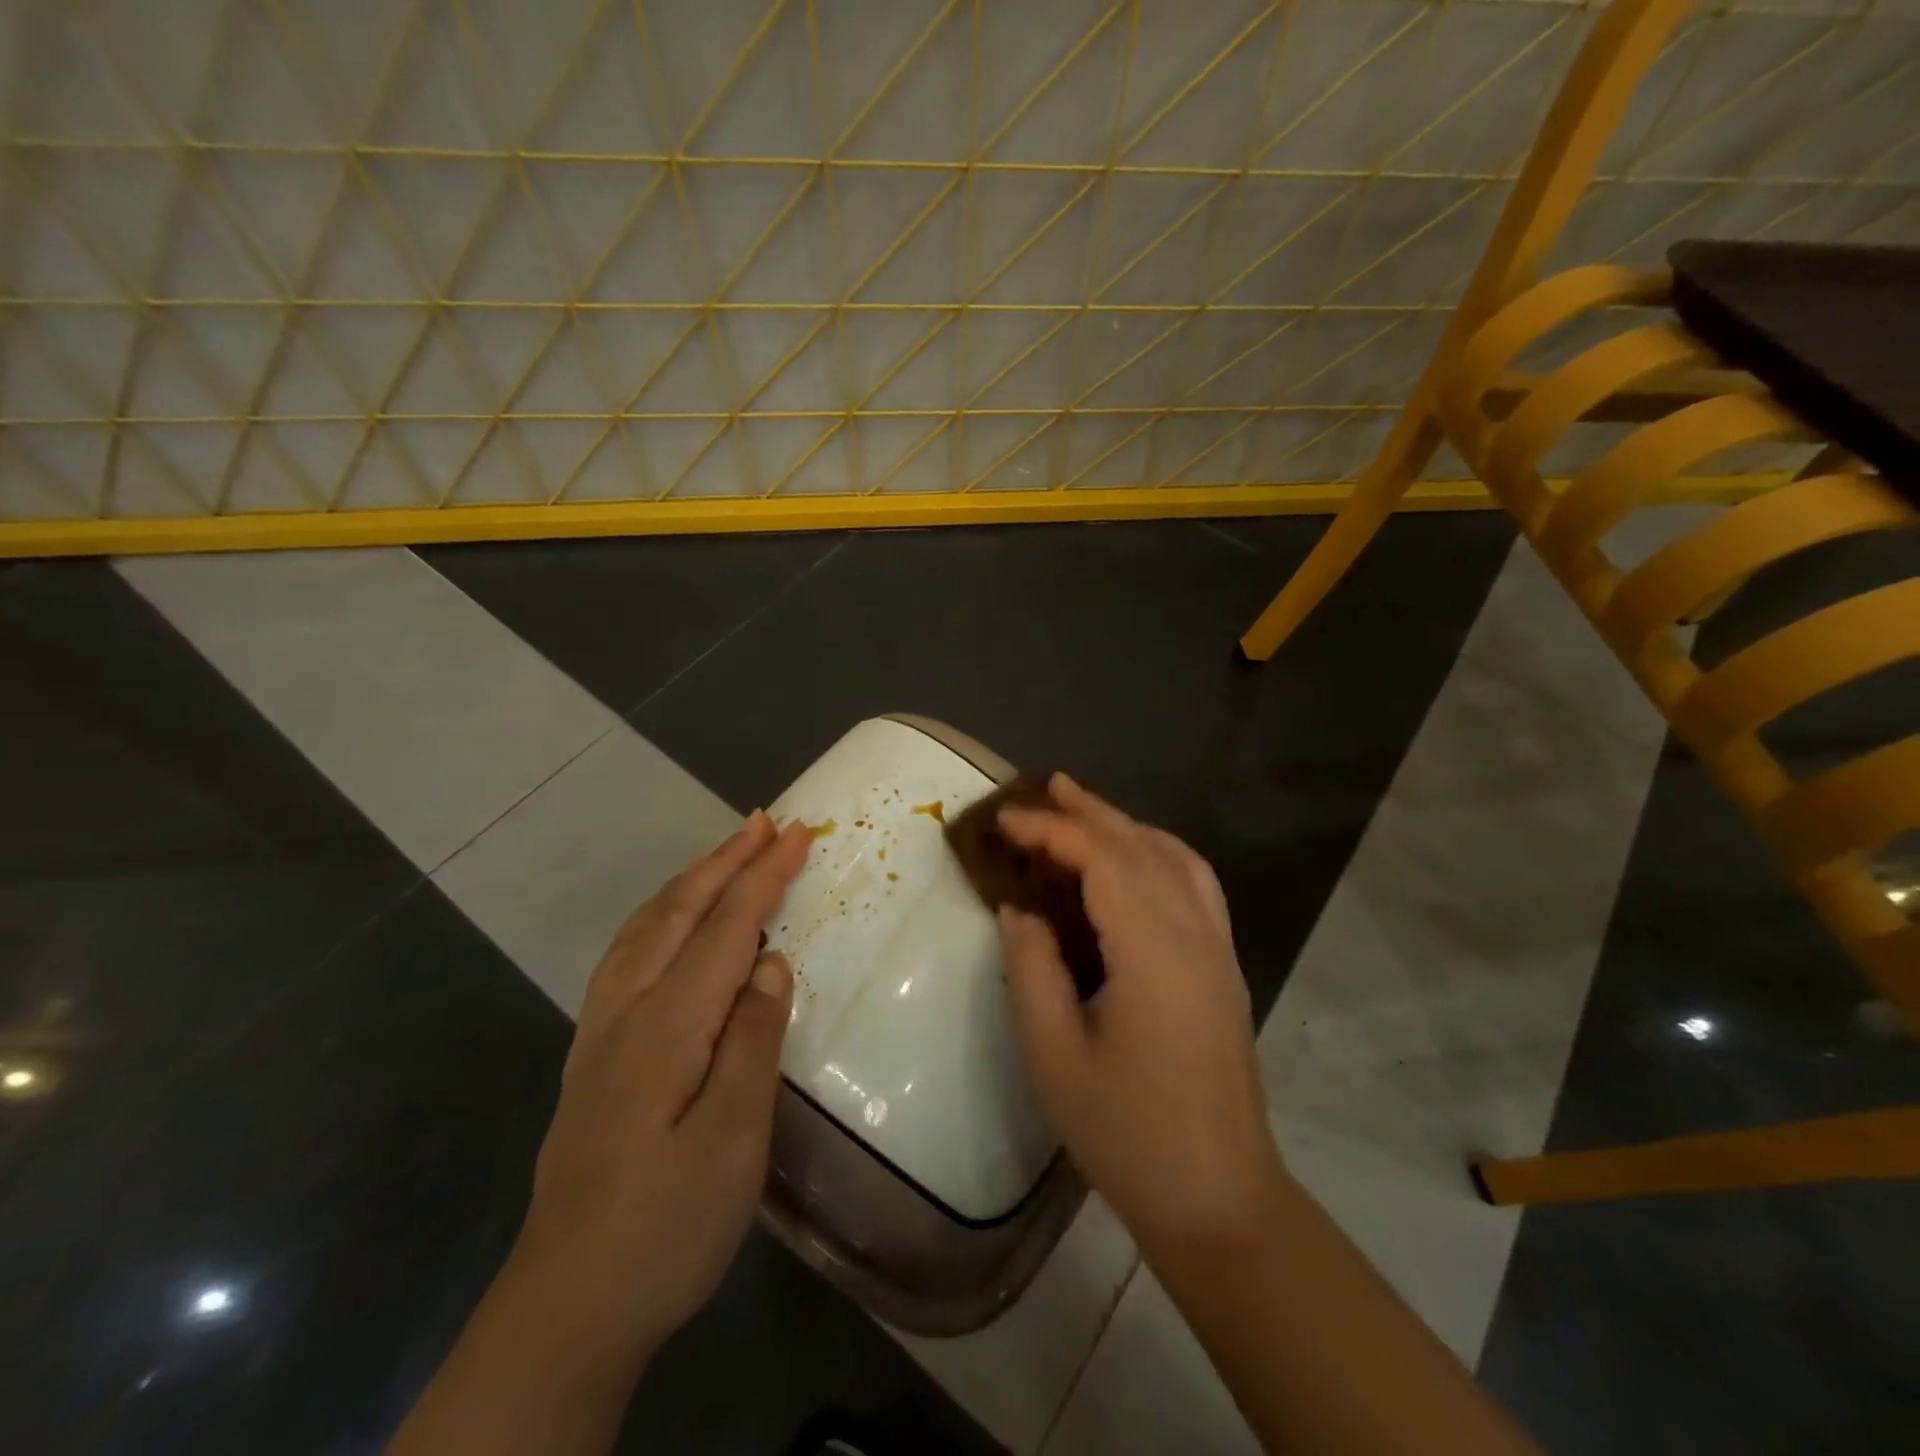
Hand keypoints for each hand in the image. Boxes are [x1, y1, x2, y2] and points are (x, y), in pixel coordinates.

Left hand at [513, 811, 809, 1355]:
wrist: (566, 1307)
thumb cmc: (666, 1222)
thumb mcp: (733, 1137)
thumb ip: (753, 1039)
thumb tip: (770, 964)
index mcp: (670, 1022)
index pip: (729, 926)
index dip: (765, 874)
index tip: (799, 833)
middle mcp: (629, 1009)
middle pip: (681, 911)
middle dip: (726, 860)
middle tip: (763, 821)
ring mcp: (602, 1031)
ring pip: (647, 927)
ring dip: (689, 881)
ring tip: (722, 854)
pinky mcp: (593, 1056)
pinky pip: (627, 954)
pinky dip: (657, 916)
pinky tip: (664, 925)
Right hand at [996, 776, 1287, 1254]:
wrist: (1219, 1200)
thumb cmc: (1128, 1135)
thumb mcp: (1055, 1057)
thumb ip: (1033, 970)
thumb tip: (1019, 909)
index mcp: (1154, 954)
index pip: (1103, 862)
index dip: (1052, 832)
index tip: (1005, 822)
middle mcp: (1196, 937)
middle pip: (1143, 848)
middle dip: (1090, 812)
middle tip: (1045, 787)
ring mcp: (1220, 950)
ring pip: (1177, 859)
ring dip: (1128, 825)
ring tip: (1084, 809)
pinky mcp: (1225, 968)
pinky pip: (1197, 885)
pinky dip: (1161, 852)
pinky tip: (1136, 859)